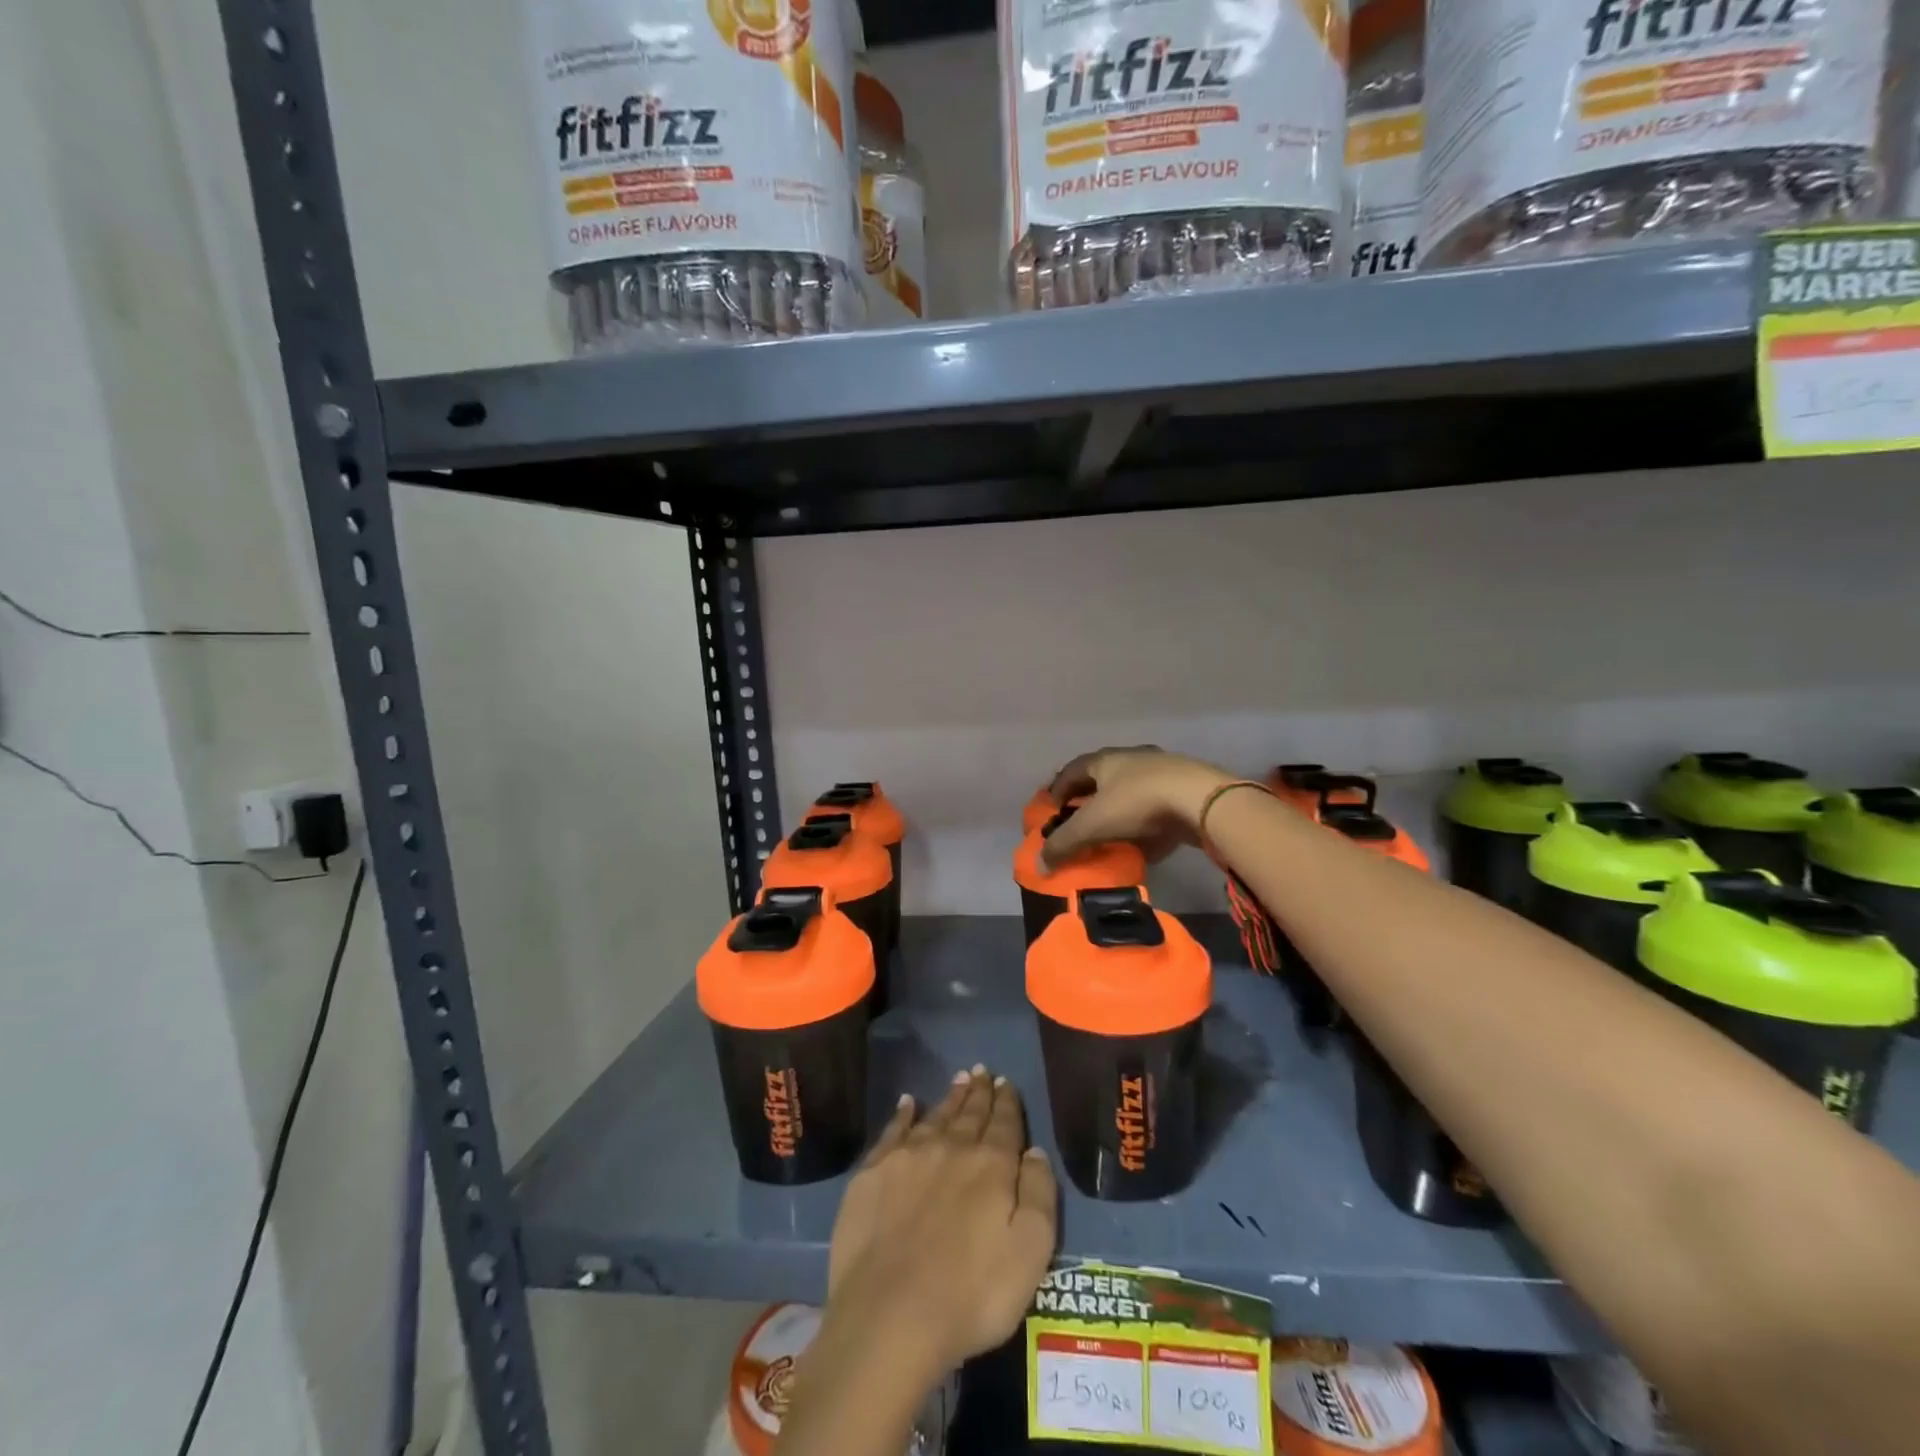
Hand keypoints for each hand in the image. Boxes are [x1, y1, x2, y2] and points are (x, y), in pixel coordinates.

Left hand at [825, 1069, 1058, 1377]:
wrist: (890, 1317)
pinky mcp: (873, 1173)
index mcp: (991, 1166)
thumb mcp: (1030, 1254)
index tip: (1006, 1082)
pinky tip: (907, 1102)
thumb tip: (1034, 1151)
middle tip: (983, 1071)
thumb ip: (1039, 1195)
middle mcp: (951, 1148)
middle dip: (979, 1092)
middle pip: (970, 1113)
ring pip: (936, 1116)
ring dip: (950, 1098)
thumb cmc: (971, 1295)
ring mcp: (908, 1157)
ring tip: (959, 1079)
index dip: (1007, 1102)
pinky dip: (903, 1113)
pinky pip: (893, 1130)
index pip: (1004, 1124)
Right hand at [1042, 746, 1231, 868]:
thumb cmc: (1137, 803)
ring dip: (1117, 809)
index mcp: (1105, 760)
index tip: (1050, 808)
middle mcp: (1131, 759)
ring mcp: (1161, 772)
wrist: (1201, 800)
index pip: (1072, 770)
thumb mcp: (1093, 825)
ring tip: (1108, 832)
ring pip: (1130, 790)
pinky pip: (1155, 806)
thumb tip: (1039, 864)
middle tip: (1077, 820)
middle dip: (1087, 799)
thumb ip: (1064, 844)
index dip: (1057, 788)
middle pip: (1101, 778)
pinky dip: (1143, 822)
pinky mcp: (1184, 790)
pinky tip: (1142, 840)